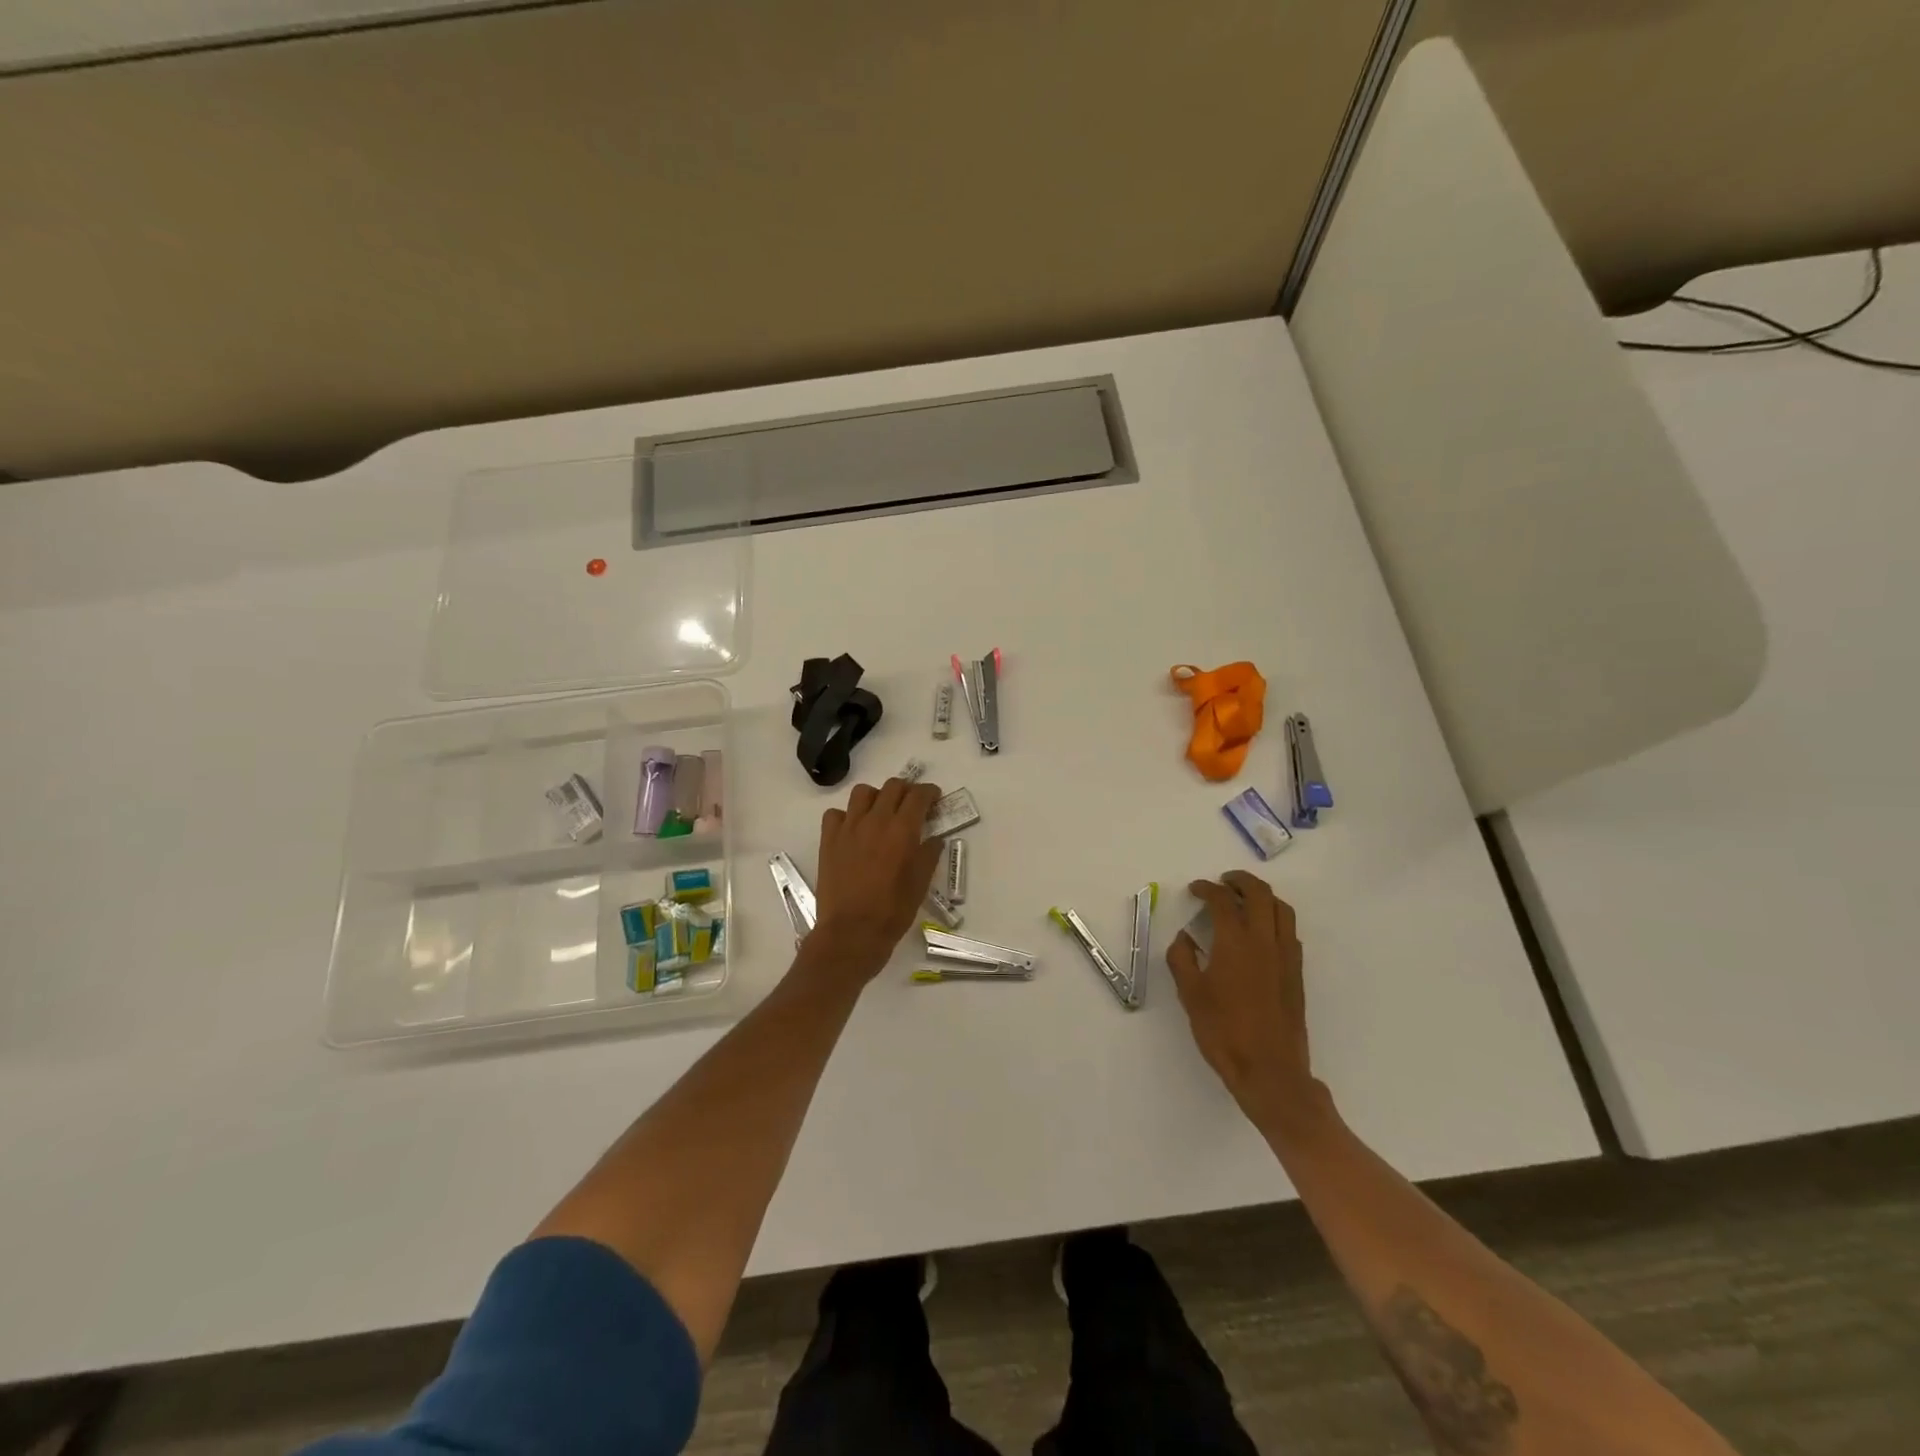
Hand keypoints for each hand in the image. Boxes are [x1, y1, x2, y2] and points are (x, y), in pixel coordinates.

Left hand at [809, 777, 945, 982]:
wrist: (851, 932)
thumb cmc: (892, 911)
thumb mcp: (920, 884)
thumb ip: (929, 855)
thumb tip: (933, 839)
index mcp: (902, 830)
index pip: (918, 795)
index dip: (929, 792)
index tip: (934, 797)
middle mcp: (875, 820)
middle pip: (892, 786)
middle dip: (906, 790)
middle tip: (911, 804)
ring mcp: (849, 828)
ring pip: (862, 792)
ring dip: (876, 796)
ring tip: (881, 811)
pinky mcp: (829, 839)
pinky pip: (836, 814)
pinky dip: (847, 815)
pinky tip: (853, 830)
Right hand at [1167, 871, 1317, 1123]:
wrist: (1270, 1071)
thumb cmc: (1224, 1032)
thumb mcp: (1191, 995)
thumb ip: (1182, 959)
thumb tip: (1184, 938)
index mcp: (1236, 943)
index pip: (1223, 901)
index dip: (1207, 889)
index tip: (1195, 889)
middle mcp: (1265, 942)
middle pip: (1260, 894)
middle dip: (1241, 881)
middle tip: (1223, 881)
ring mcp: (1286, 957)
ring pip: (1282, 909)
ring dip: (1263, 896)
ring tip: (1244, 899)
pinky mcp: (1296, 974)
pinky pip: (1289, 931)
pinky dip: (1275, 918)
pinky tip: (1261, 931)